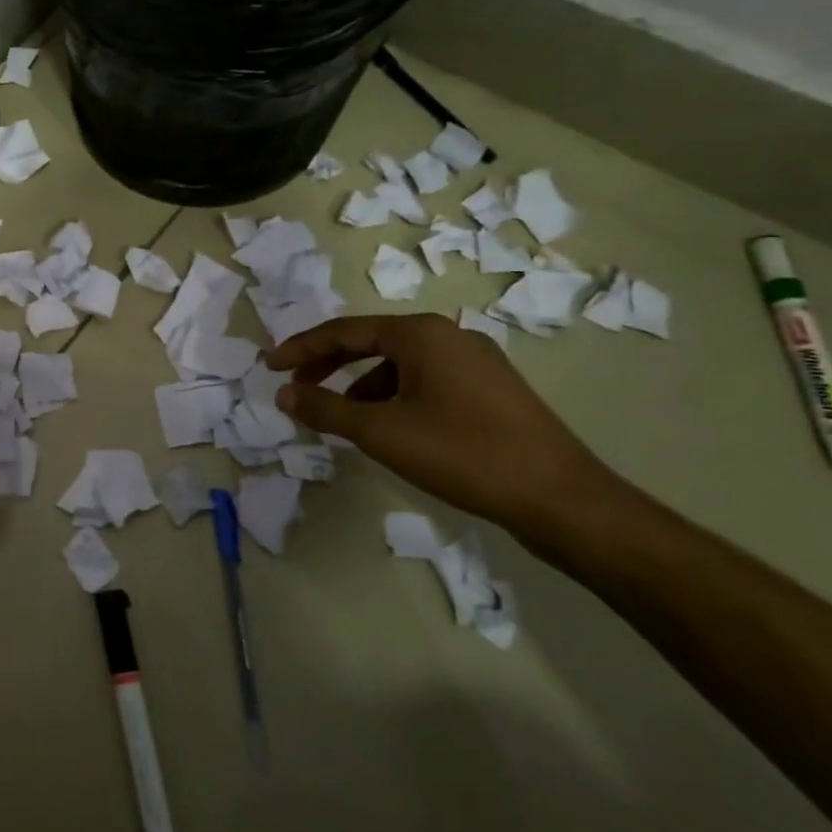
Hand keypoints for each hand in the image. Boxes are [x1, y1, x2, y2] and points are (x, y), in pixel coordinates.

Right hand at [266, 313, 621, 535]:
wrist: (562, 500)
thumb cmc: (463, 453)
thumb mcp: (380, 432)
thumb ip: (326, 409)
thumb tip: (284, 394)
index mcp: (421, 334)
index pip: (344, 331)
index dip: (301, 349)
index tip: (269, 367)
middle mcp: (448, 336)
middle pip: (370, 342)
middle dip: (327, 364)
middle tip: (295, 387)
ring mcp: (475, 362)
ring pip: (397, 364)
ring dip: (358, 385)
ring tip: (338, 416)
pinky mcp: (490, 391)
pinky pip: (423, 381)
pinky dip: (391, 396)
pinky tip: (386, 428)